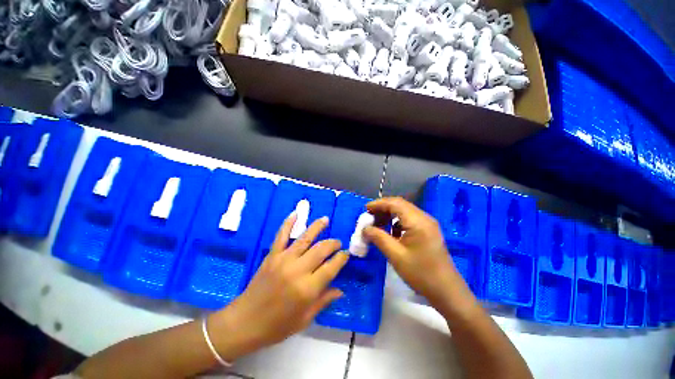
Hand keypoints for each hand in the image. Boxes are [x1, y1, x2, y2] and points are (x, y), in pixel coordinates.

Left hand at [209, 213, 348, 360]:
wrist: (244, 322)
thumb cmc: (277, 326)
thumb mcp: (304, 319)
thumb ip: (323, 301)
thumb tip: (341, 290)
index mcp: (307, 289)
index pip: (331, 267)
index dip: (341, 258)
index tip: (346, 254)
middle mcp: (298, 270)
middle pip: (321, 249)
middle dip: (333, 243)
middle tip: (338, 242)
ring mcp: (284, 260)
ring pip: (305, 238)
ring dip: (317, 227)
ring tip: (325, 219)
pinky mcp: (272, 255)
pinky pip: (281, 236)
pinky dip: (288, 223)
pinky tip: (295, 213)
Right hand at [364, 197, 468, 315]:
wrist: (446, 291)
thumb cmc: (421, 273)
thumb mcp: (396, 256)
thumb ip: (379, 238)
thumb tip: (365, 229)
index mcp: (418, 221)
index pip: (395, 203)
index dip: (378, 204)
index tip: (365, 209)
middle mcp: (424, 218)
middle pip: (400, 205)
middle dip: (382, 209)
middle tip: (369, 217)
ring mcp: (427, 224)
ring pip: (404, 211)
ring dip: (389, 215)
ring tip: (377, 224)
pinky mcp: (428, 230)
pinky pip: (409, 220)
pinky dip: (396, 222)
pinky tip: (390, 232)